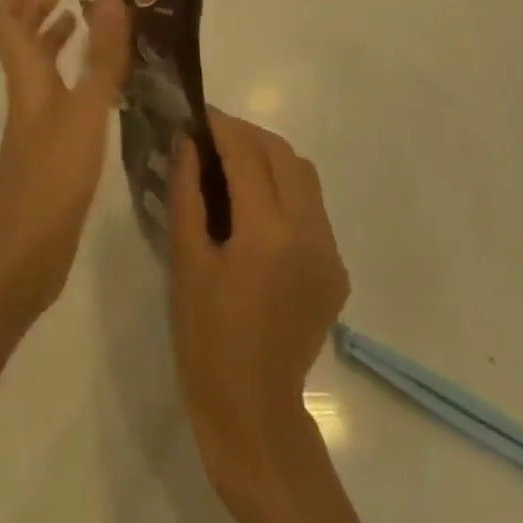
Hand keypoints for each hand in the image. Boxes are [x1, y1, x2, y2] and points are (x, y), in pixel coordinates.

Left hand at [0, 0, 130, 323]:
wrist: (21, 256)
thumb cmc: (50, 178)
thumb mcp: (85, 112)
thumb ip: (100, 58)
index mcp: (26, 78)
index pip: (8, 20)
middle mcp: (26, 93)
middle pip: (19, 40)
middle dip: (35, 7)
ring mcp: (34, 123)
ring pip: (38, 67)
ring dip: (52, 38)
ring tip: (79, 21)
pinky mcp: (48, 149)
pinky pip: (56, 94)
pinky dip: (72, 74)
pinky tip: (97, 83)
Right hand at [168, 113, 349, 502]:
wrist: (253, 410)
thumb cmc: (206, 337)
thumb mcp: (186, 260)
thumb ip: (187, 192)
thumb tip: (186, 141)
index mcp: (268, 232)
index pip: (247, 153)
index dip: (221, 126)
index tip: (197, 112)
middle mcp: (309, 231)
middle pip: (282, 154)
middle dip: (247, 135)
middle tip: (211, 136)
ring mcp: (329, 250)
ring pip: (304, 175)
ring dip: (269, 158)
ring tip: (232, 165)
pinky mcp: (335, 268)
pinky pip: (312, 207)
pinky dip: (285, 189)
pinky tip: (256, 207)